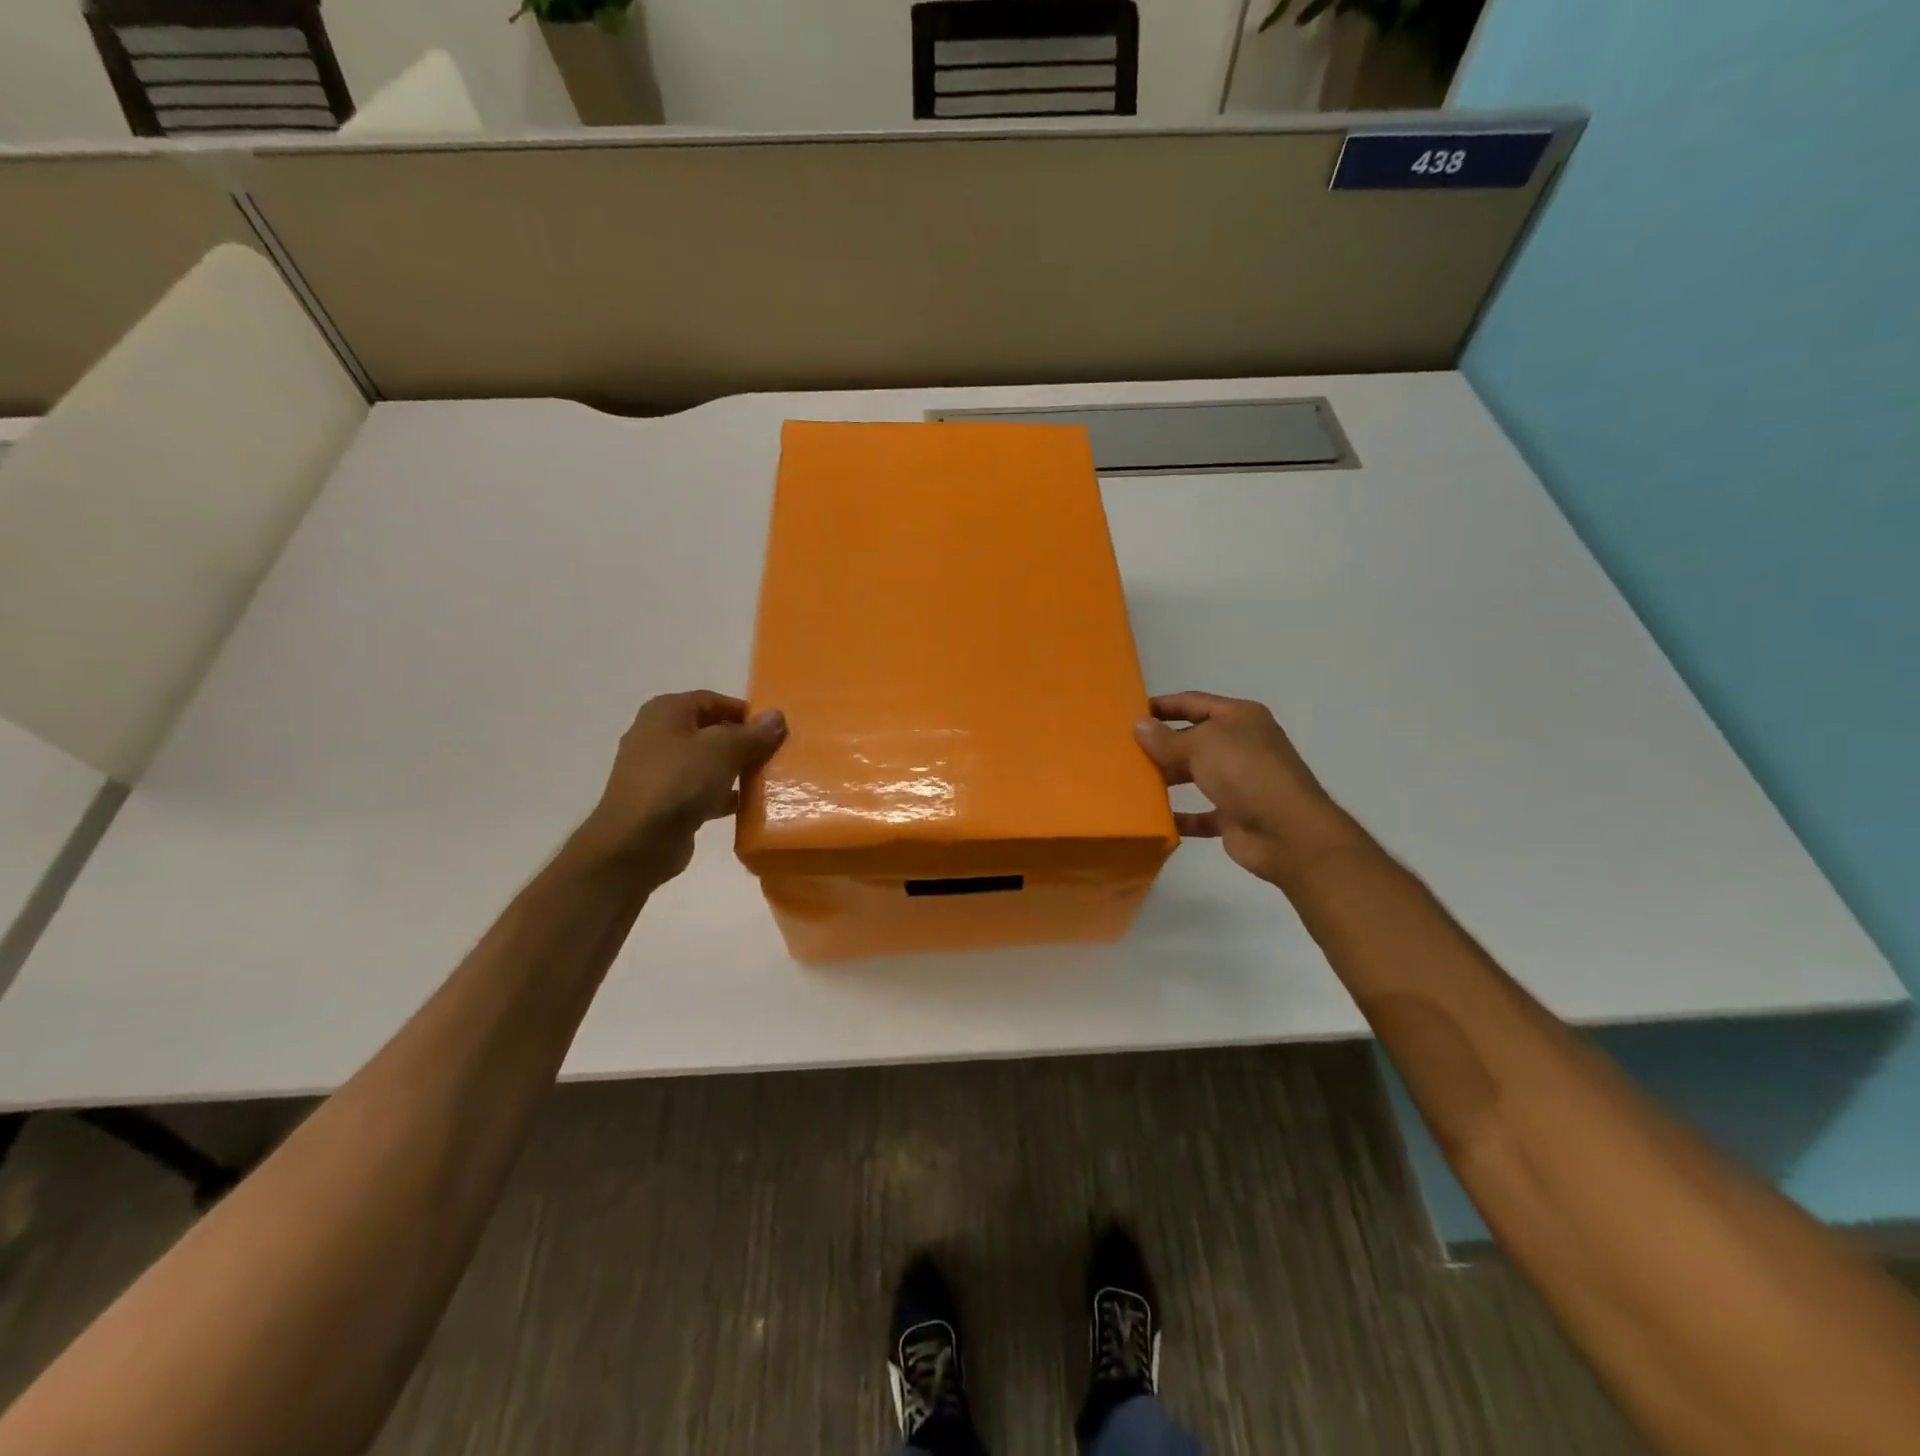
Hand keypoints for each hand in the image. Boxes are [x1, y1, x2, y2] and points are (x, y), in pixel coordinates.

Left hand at [570, 691, 786, 884]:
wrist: (636, 841)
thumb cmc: (679, 781)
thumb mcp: (724, 750)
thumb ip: (753, 733)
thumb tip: (777, 716)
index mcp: (666, 712)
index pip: (713, 700)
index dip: (745, 712)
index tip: (773, 730)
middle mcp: (657, 735)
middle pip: (709, 731)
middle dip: (742, 742)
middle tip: (773, 755)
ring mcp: (657, 770)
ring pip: (705, 762)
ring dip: (734, 770)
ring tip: (764, 780)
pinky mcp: (662, 802)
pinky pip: (699, 791)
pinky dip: (720, 795)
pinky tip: (745, 806)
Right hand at [1134, 691, 1360, 888]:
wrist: (1287, 832)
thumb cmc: (1245, 773)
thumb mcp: (1201, 745)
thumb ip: (1166, 738)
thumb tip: (1138, 724)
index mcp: (1239, 718)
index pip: (1193, 703)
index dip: (1162, 705)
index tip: (1129, 713)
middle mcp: (1241, 745)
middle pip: (1193, 739)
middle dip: (1161, 743)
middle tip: (1123, 749)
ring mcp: (1240, 782)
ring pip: (1195, 774)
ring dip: (1167, 778)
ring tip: (1131, 781)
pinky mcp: (1235, 815)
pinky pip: (1200, 814)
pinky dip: (1179, 816)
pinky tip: (1153, 817)